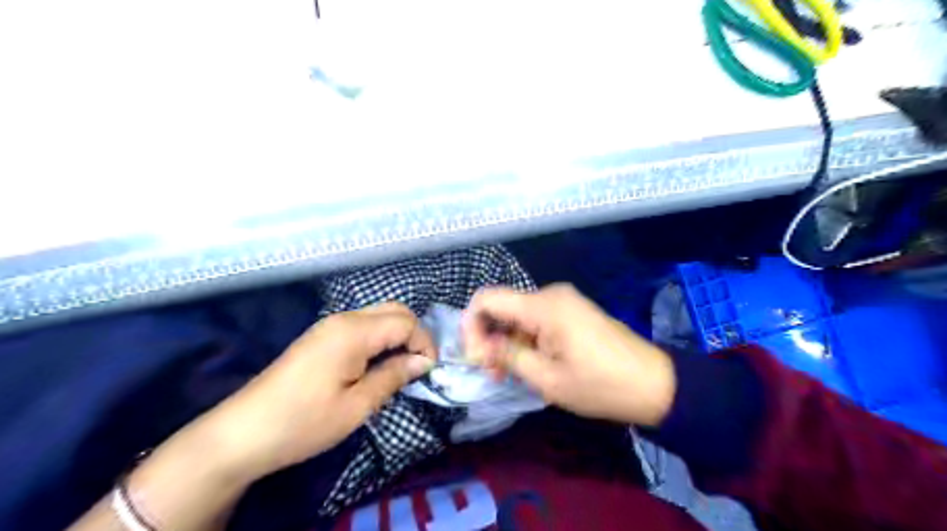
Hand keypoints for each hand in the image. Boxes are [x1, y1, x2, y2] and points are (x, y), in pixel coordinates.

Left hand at [203, 302, 435, 481]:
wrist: (242, 433)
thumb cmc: (304, 422)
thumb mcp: (357, 406)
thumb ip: (394, 376)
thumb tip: (423, 362)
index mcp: (354, 332)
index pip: (406, 322)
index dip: (424, 343)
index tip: (429, 371)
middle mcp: (344, 319)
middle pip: (394, 310)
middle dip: (414, 334)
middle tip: (418, 366)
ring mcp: (330, 325)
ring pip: (378, 315)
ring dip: (397, 335)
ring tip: (401, 367)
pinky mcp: (321, 336)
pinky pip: (362, 326)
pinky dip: (380, 338)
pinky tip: (377, 363)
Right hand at [465, 285, 672, 424]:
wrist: (654, 383)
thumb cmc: (600, 385)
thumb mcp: (547, 379)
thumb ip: (508, 356)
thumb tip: (481, 346)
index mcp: (544, 306)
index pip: (487, 299)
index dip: (471, 325)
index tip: (475, 357)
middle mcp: (550, 294)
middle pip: (501, 307)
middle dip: (488, 338)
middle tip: (491, 373)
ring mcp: (563, 301)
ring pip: (517, 315)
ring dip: (506, 342)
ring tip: (508, 374)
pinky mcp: (571, 311)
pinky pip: (535, 319)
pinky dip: (524, 339)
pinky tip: (528, 363)